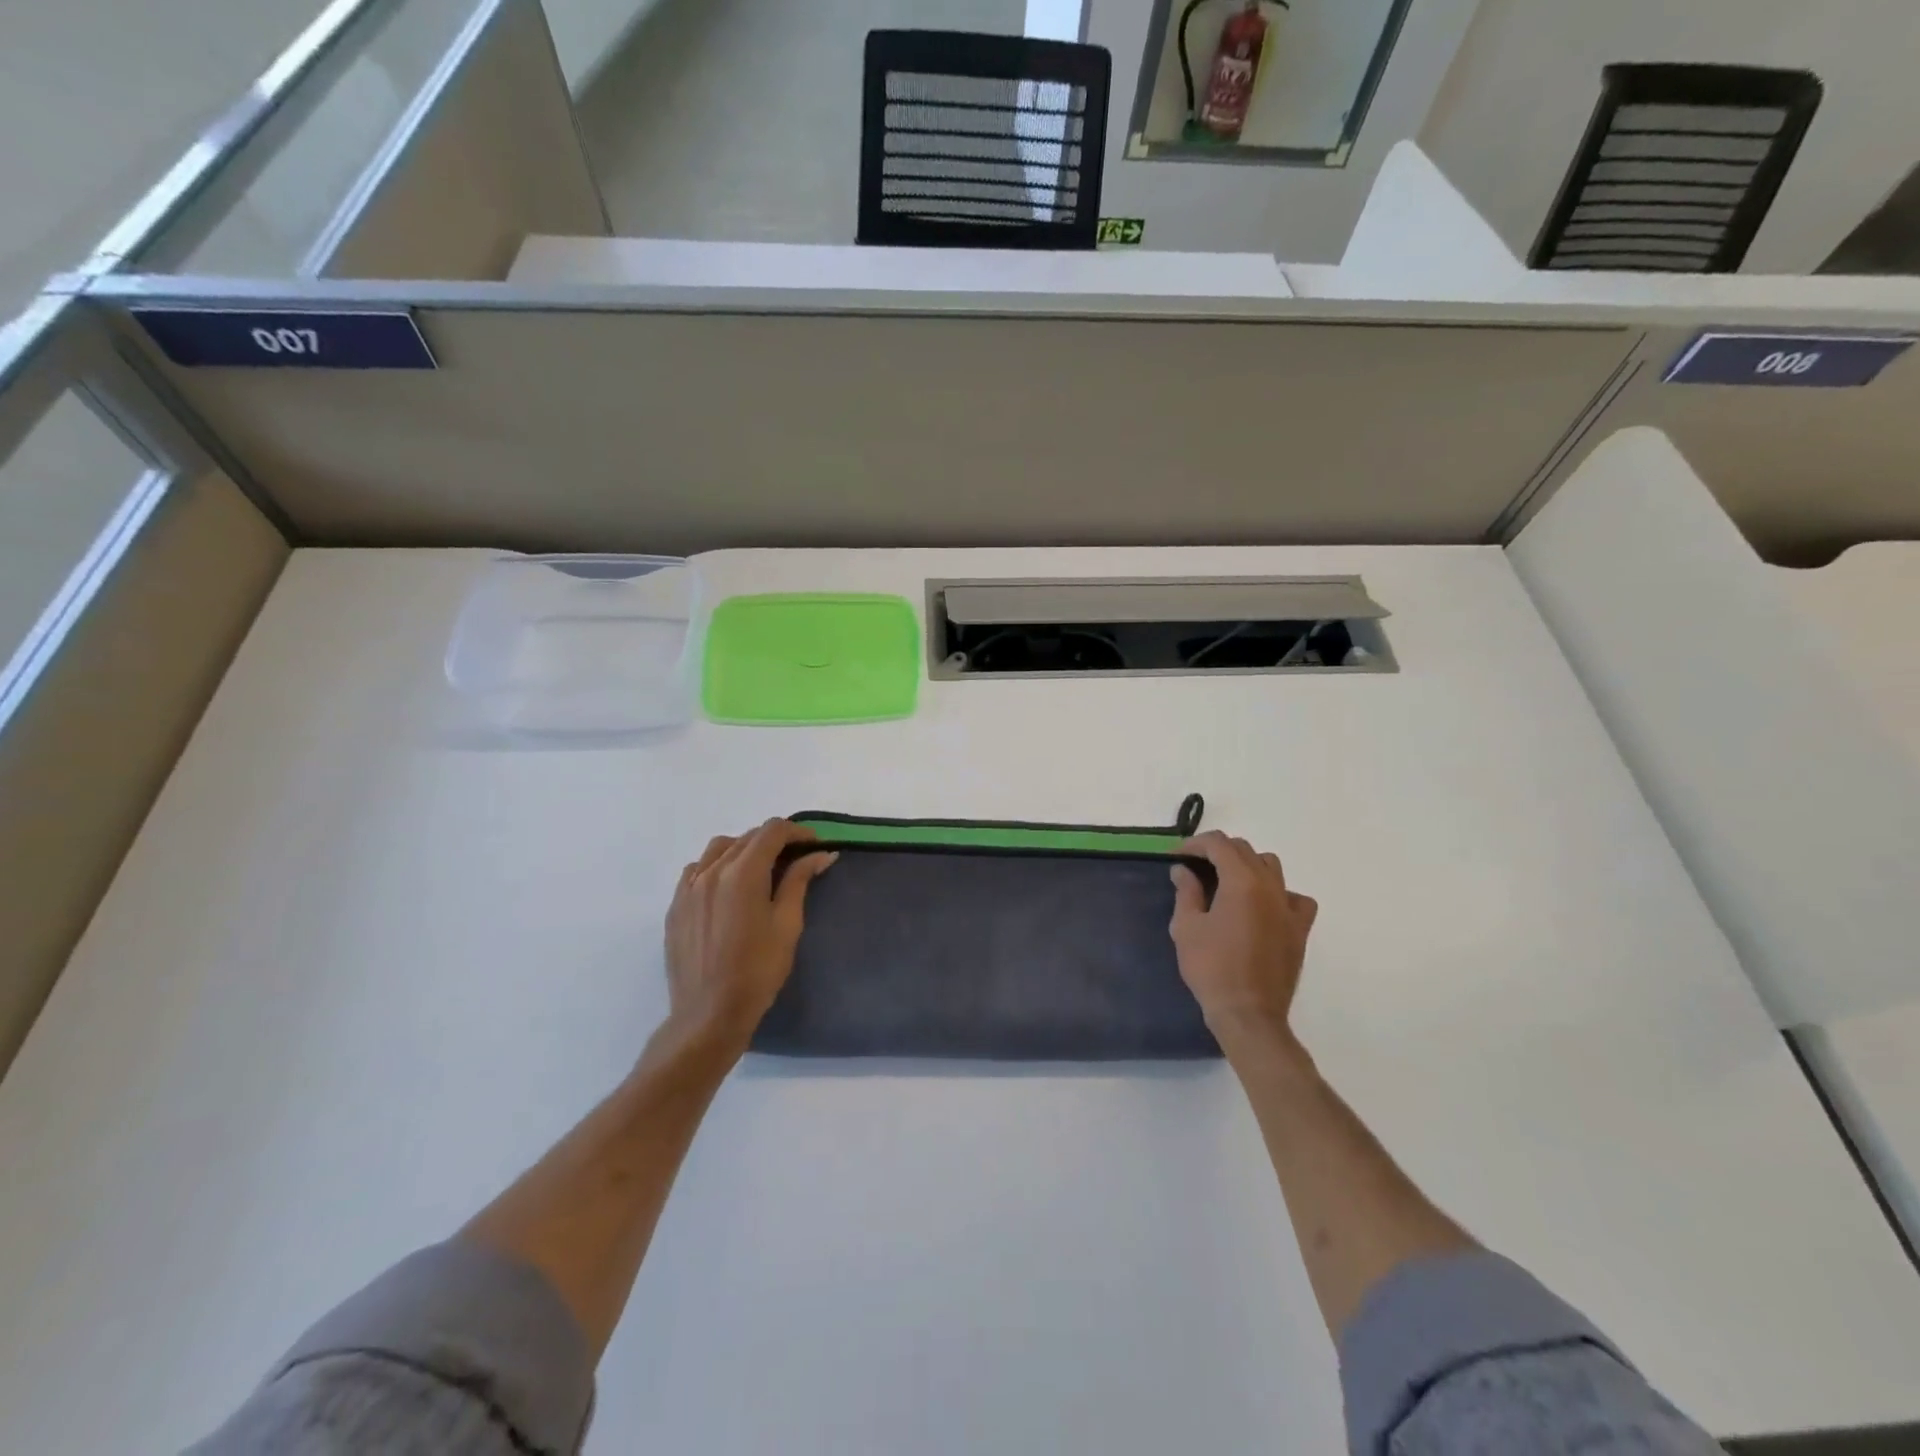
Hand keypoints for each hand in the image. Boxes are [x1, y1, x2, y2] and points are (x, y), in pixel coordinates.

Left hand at [664, 819, 836, 1053]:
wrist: (709, 1014)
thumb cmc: (758, 971)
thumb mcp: (788, 924)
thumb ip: (800, 881)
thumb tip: (821, 854)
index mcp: (742, 873)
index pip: (772, 831)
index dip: (797, 832)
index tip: (814, 845)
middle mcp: (711, 871)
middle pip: (747, 837)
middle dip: (774, 841)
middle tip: (795, 859)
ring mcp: (688, 888)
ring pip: (719, 849)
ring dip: (743, 849)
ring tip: (760, 870)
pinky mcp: (675, 905)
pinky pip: (697, 870)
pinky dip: (716, 866)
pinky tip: (727, 888)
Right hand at [1170, 832, 1318, 1051]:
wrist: (1248, 1013)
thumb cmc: (1211, 967)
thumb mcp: (1186, 927)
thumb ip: (1186, 891)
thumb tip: (1183, 870)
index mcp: (1241, 882)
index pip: (1219, 844)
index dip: (1195, 844)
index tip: (1177, 856)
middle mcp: (1270, 886)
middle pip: (1245, 850)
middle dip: (1218, 852)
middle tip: (1195, 867)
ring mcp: (1289, 907)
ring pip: (1271, 867)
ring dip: (1247, 865)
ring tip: (1227, 882)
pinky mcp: (1300, 929)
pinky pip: (1295, 897)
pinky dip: (1278, 893)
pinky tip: (1263, 906)